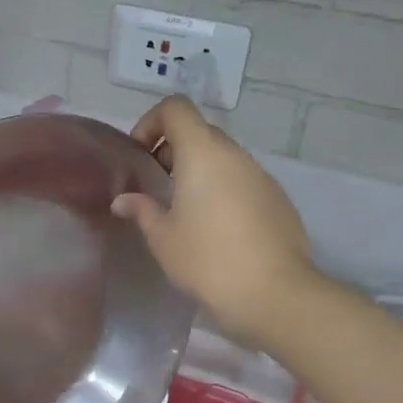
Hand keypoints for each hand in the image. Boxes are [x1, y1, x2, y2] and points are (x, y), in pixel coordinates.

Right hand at [113, 97, 314, 351]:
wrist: (273, 293)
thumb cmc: (207, 259)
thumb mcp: (163, 237)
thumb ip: (142, 210)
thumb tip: (124, 200)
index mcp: (203, 153)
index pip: (176, 109)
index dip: (151, 122)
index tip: (140, 156)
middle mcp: (236, 155)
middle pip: (200, 132)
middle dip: (173, 150)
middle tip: (157, 186)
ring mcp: (262, 176)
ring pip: (224, 159)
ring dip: (200, 172)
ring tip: (184, 212)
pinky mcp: (279, 200)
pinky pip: (243, 182)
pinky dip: (223, 190)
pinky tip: (216, 230)